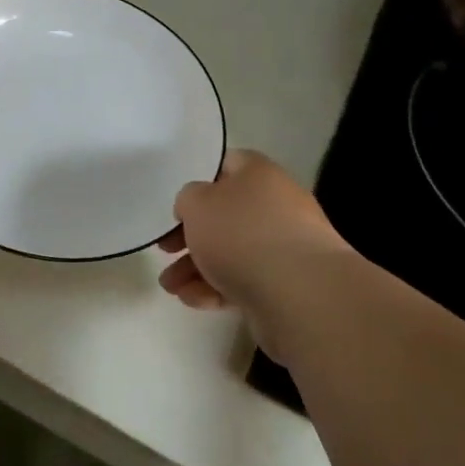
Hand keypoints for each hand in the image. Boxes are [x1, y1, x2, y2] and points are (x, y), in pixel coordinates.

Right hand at [157, 150, 350, 356]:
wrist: (299, 293)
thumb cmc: (242, 234)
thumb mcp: (197, 203)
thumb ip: (188, 199)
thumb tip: (197, 207)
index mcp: (259, 174)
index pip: (227, 165)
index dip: (198, 181)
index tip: (177, 206)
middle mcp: (276, 205)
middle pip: (226, 214)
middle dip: (191, 236)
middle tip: (165, 250)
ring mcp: (284, 246)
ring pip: (231, 252)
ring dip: (196, 268)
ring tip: (170, 286)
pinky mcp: (285, 284)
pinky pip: (243, 281)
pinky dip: (216, 288)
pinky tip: (193, 301)